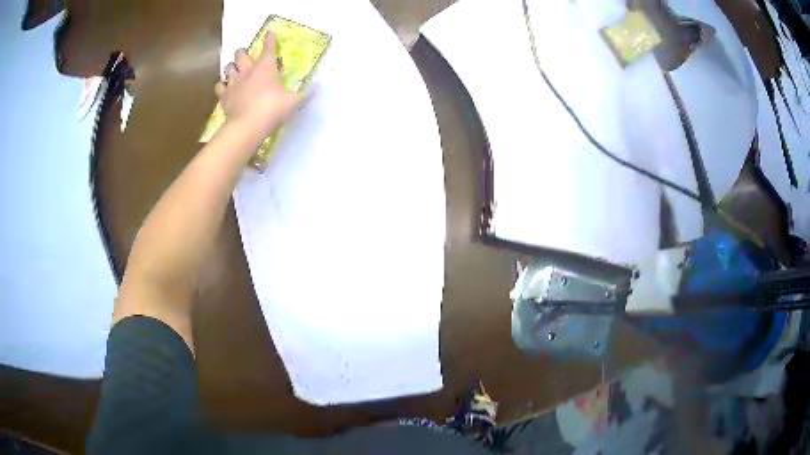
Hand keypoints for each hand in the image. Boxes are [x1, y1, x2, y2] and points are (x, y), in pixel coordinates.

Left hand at [215, 32, 303, 140]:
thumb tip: (317, 89)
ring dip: (231, 68)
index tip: (270, 33)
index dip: (270, 39)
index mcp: (266, 68)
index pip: (269, 48)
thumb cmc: (272, 110)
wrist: (246, 127)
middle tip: (245, 56)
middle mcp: (248, 71)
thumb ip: (303, 95)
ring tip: (233, 71)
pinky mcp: (224, 97)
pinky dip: (222, 86)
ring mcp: (234, 83)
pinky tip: (225, 89)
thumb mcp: (292, 103)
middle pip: (241, 54)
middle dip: (243, 52)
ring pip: (228, 68)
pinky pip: (219, 87)